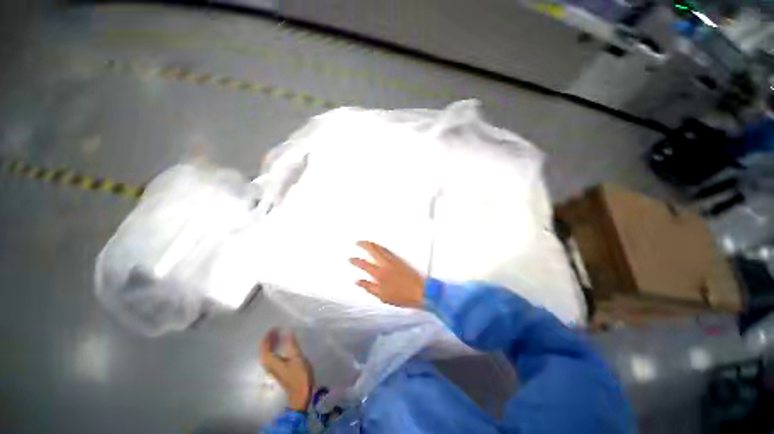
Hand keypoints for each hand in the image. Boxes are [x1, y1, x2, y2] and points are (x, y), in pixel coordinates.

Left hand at [259, 328, 313, 410]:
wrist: (301, 394)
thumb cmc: (299, 375)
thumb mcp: (296, 357)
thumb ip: (291, 344)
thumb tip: (287, 330)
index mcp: (271, 361)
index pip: (265, 347)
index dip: (268, 336)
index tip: (273, 327)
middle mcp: (268, 365)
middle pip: (264, 350)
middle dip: (269, 339)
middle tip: (276, 329)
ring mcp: (272, 369)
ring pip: (267, 353)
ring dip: (271, 344)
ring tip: (278, 335)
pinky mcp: (277, 370)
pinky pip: (272, 356)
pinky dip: (274, 349)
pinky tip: (281, 345)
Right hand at [349, 241, 424, 307]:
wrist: (421, 291)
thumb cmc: (402, 296)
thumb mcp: (382, 297)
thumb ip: (368, 287)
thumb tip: (358, 281)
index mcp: (379, 274)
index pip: (364, 264)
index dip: (355, 260)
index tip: (350, 258)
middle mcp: (385, 264)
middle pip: (372, 250)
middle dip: (363, 244)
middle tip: (357, 242)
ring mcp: (393, 260)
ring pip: (380, 248)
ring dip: (372, 244)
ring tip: (366, 242)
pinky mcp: (400, 259)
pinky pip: (388, 250)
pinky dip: (381, 247)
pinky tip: (380, 247)